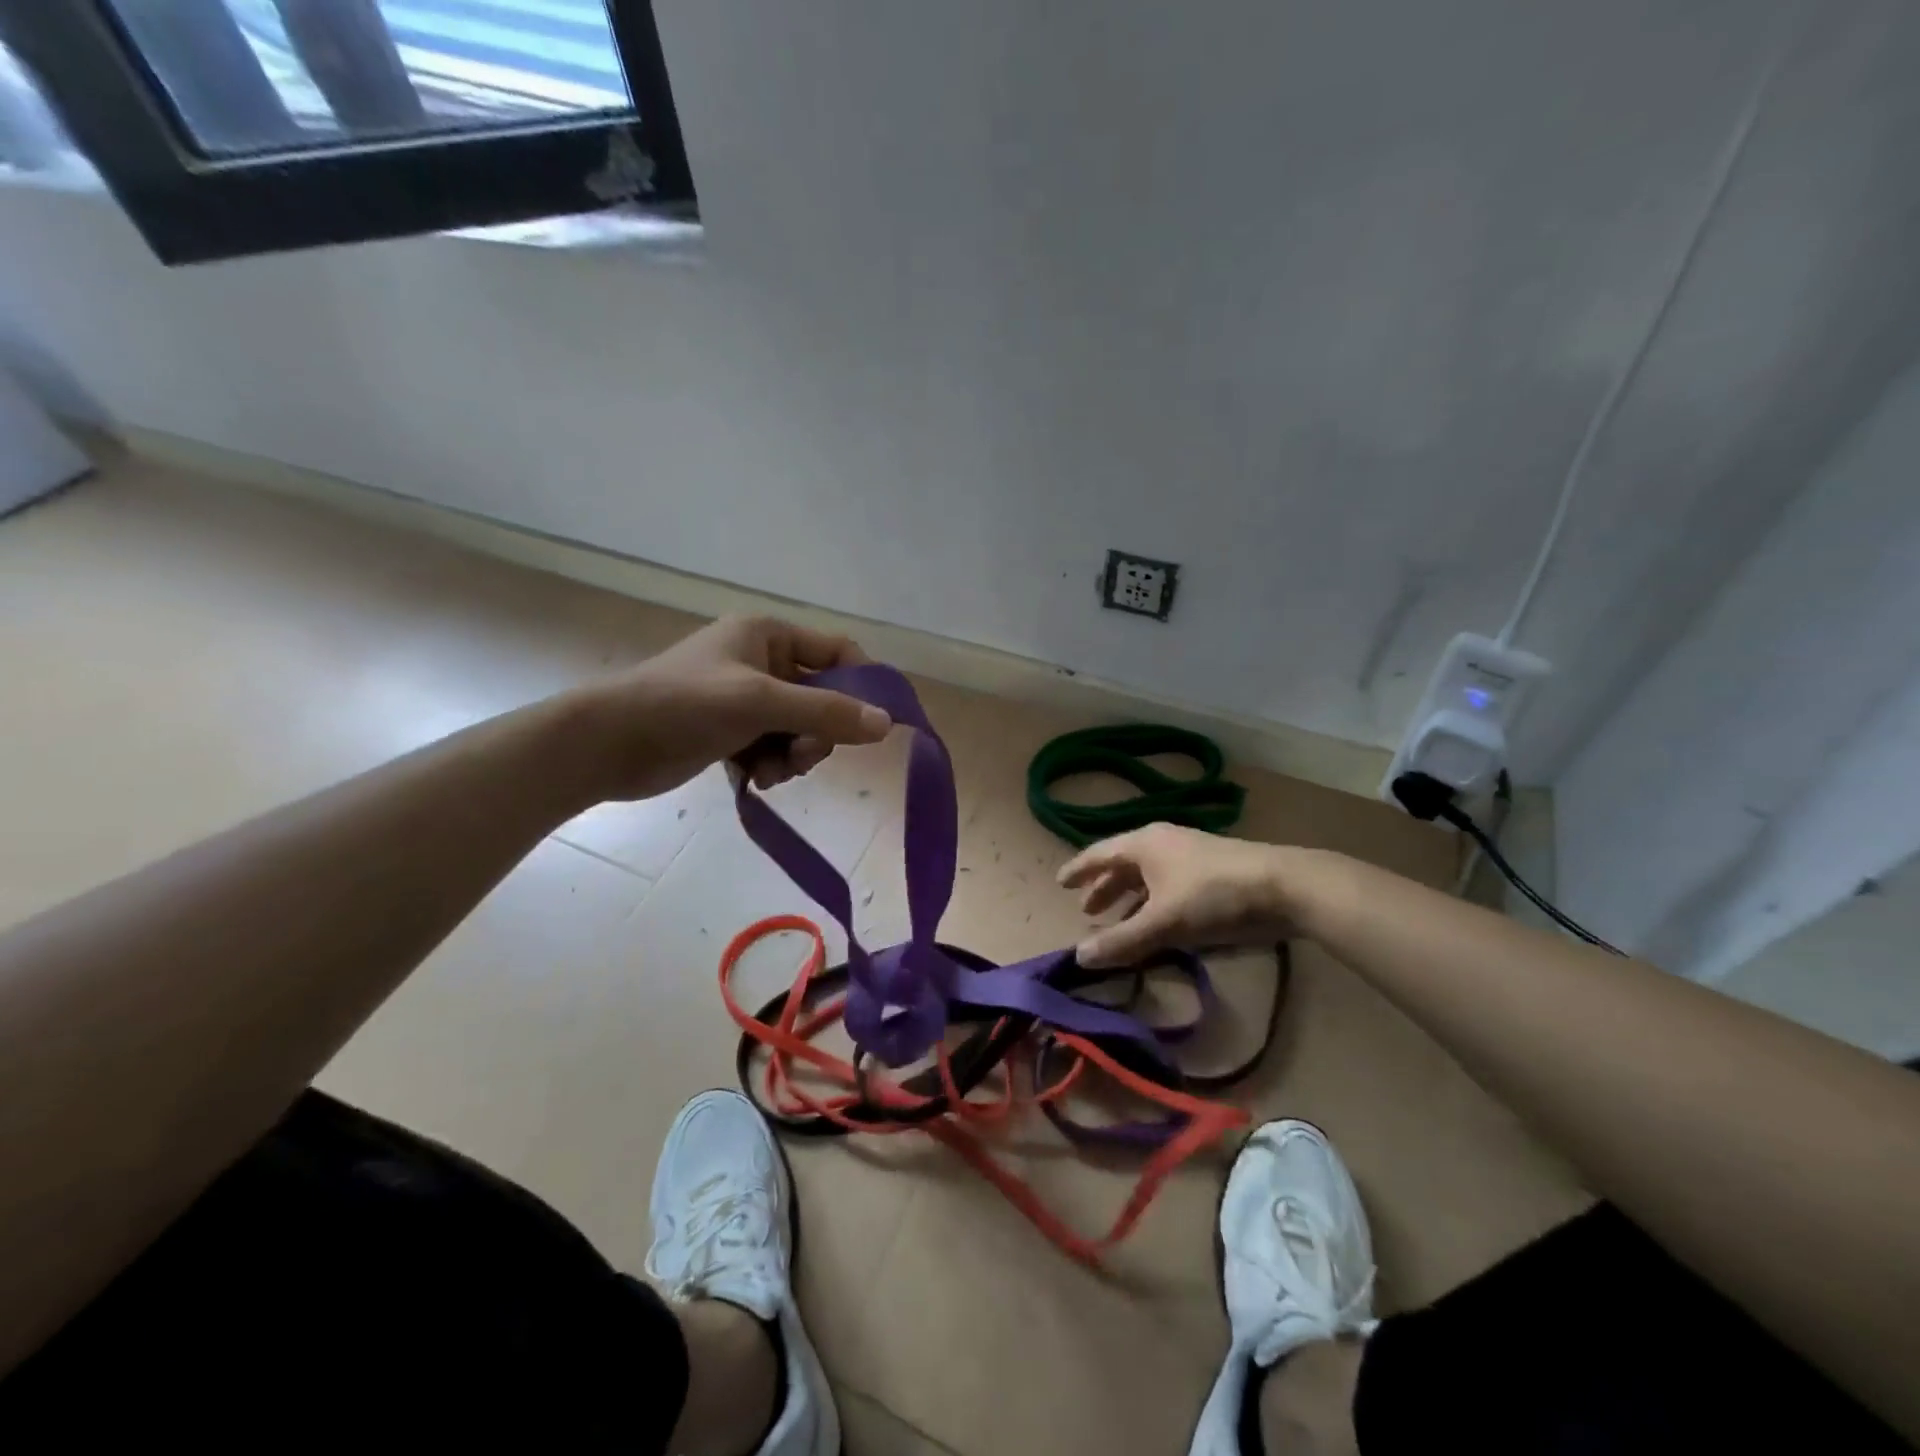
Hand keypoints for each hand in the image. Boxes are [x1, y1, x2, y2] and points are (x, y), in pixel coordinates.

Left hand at [573, 615, 890, 801]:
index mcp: (768, 635)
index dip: (862, 683)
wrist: (606, 743)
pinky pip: (773, 747)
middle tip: (801, 756)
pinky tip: (753, 778)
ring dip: (793, 756)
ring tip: (770, 772)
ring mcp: (744, 698)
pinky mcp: (729, 731)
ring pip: (799, 729)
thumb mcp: (760, 703)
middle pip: (822, 697)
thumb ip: (825, 712)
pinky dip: (770, 765)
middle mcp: (761, 661)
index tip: (873, 724)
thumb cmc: (683, 705)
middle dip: (817, 733)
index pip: (838, 651)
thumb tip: (887, 723)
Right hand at [1058, 823, 1303, 967]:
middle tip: (1087, 911)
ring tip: (1118, 922)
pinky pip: (1168, 885)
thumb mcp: (1163, 922)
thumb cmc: (1213, 896)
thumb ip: (1121, 941)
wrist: (1284, 886)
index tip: (1059, 883)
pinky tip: (1158, 924)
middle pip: (1123, 864)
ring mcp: (1189, 855)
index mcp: (1144, 844)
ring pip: (1148, 876)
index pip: (1100, 854)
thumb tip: (1078, 957)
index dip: (1078, 870)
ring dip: (1130, 898)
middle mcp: (1162, 843)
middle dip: (1104, 888)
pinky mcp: (1211, 871)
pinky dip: (1153, 903)